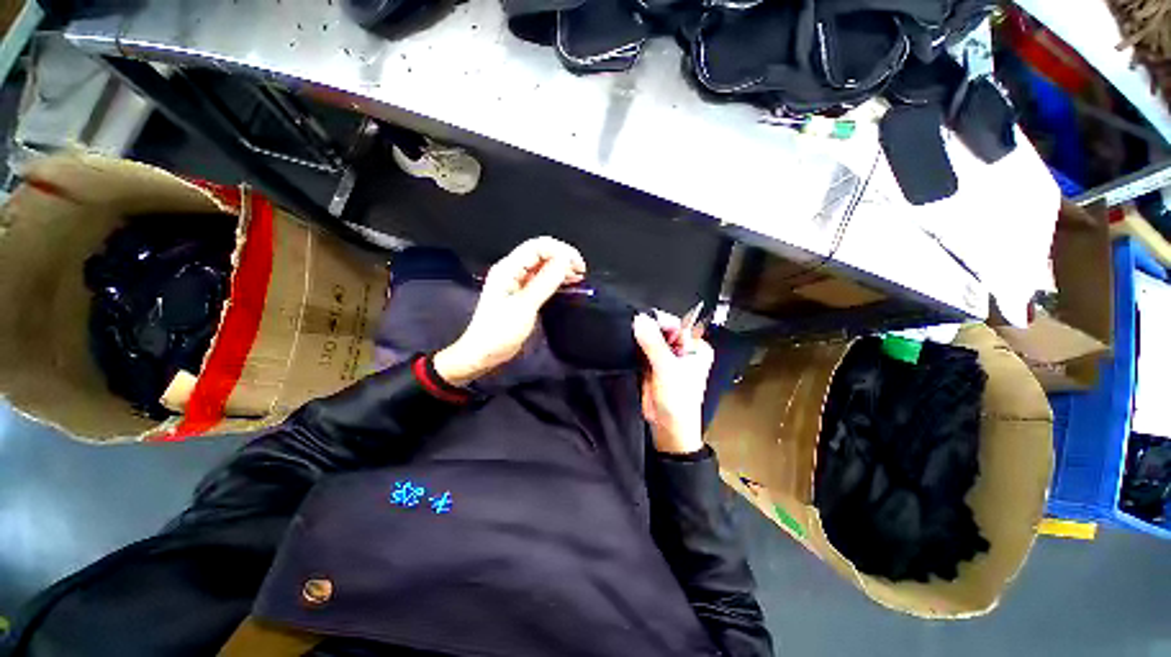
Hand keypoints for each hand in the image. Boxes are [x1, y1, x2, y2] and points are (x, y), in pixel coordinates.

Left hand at [434, 237, 585, 385]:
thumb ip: (545, 282)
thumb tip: (565, 261)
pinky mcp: (522, 293)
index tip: (578, 266)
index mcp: (508, 268)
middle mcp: (512, 270)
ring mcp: (517, 281)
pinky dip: (555, 279)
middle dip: (563, 257)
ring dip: (561, 268)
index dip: (561, 251)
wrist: (483, 353)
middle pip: (541, 252)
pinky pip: (541, 279)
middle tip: (581, 272)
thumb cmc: (500, 331)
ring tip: (578, 277)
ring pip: (543, 265)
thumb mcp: (525, 306)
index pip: (538, 246)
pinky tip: (567, 284)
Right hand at [632, 312, 713, 454]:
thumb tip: (639, 319)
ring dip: (640, 337)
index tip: (640, 317)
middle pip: (663, 330)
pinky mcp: (653, 365)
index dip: (659, 320)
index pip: (677, 324)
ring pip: (651, 339)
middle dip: (648, 327)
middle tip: (631, 324)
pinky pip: (643, 350)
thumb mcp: (667, 368)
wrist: (669, 427)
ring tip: (627, 333)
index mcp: (695, 347)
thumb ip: (653, 343)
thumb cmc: (678, 399)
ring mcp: (667, 358)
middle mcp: (683, 350)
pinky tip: (627, 343)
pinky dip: (636, 346)